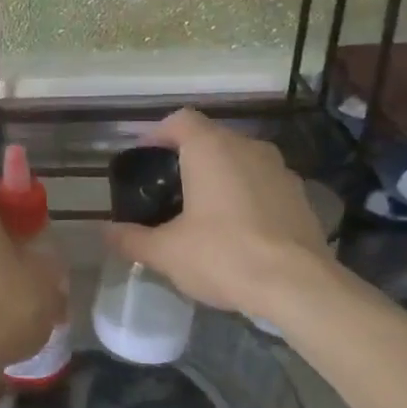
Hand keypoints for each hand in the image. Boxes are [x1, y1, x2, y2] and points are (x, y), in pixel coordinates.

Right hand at [106, 108, 340, 319]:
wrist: (299, 287)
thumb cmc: (224, 255)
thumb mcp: (166, 252)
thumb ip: (131, 238)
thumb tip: (104, 232)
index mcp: (210, 148)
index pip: (180, 120)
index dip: (158, 133)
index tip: (145, 158)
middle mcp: (247, 147)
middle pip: (211, 138)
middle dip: (188, 156)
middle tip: (168, 187)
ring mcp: (280, 169)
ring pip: (240, 159)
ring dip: (221, 174)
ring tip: (203, 208)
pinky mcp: (301, 195)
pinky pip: (263, 182)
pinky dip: (247, 194)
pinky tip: (239, 227)